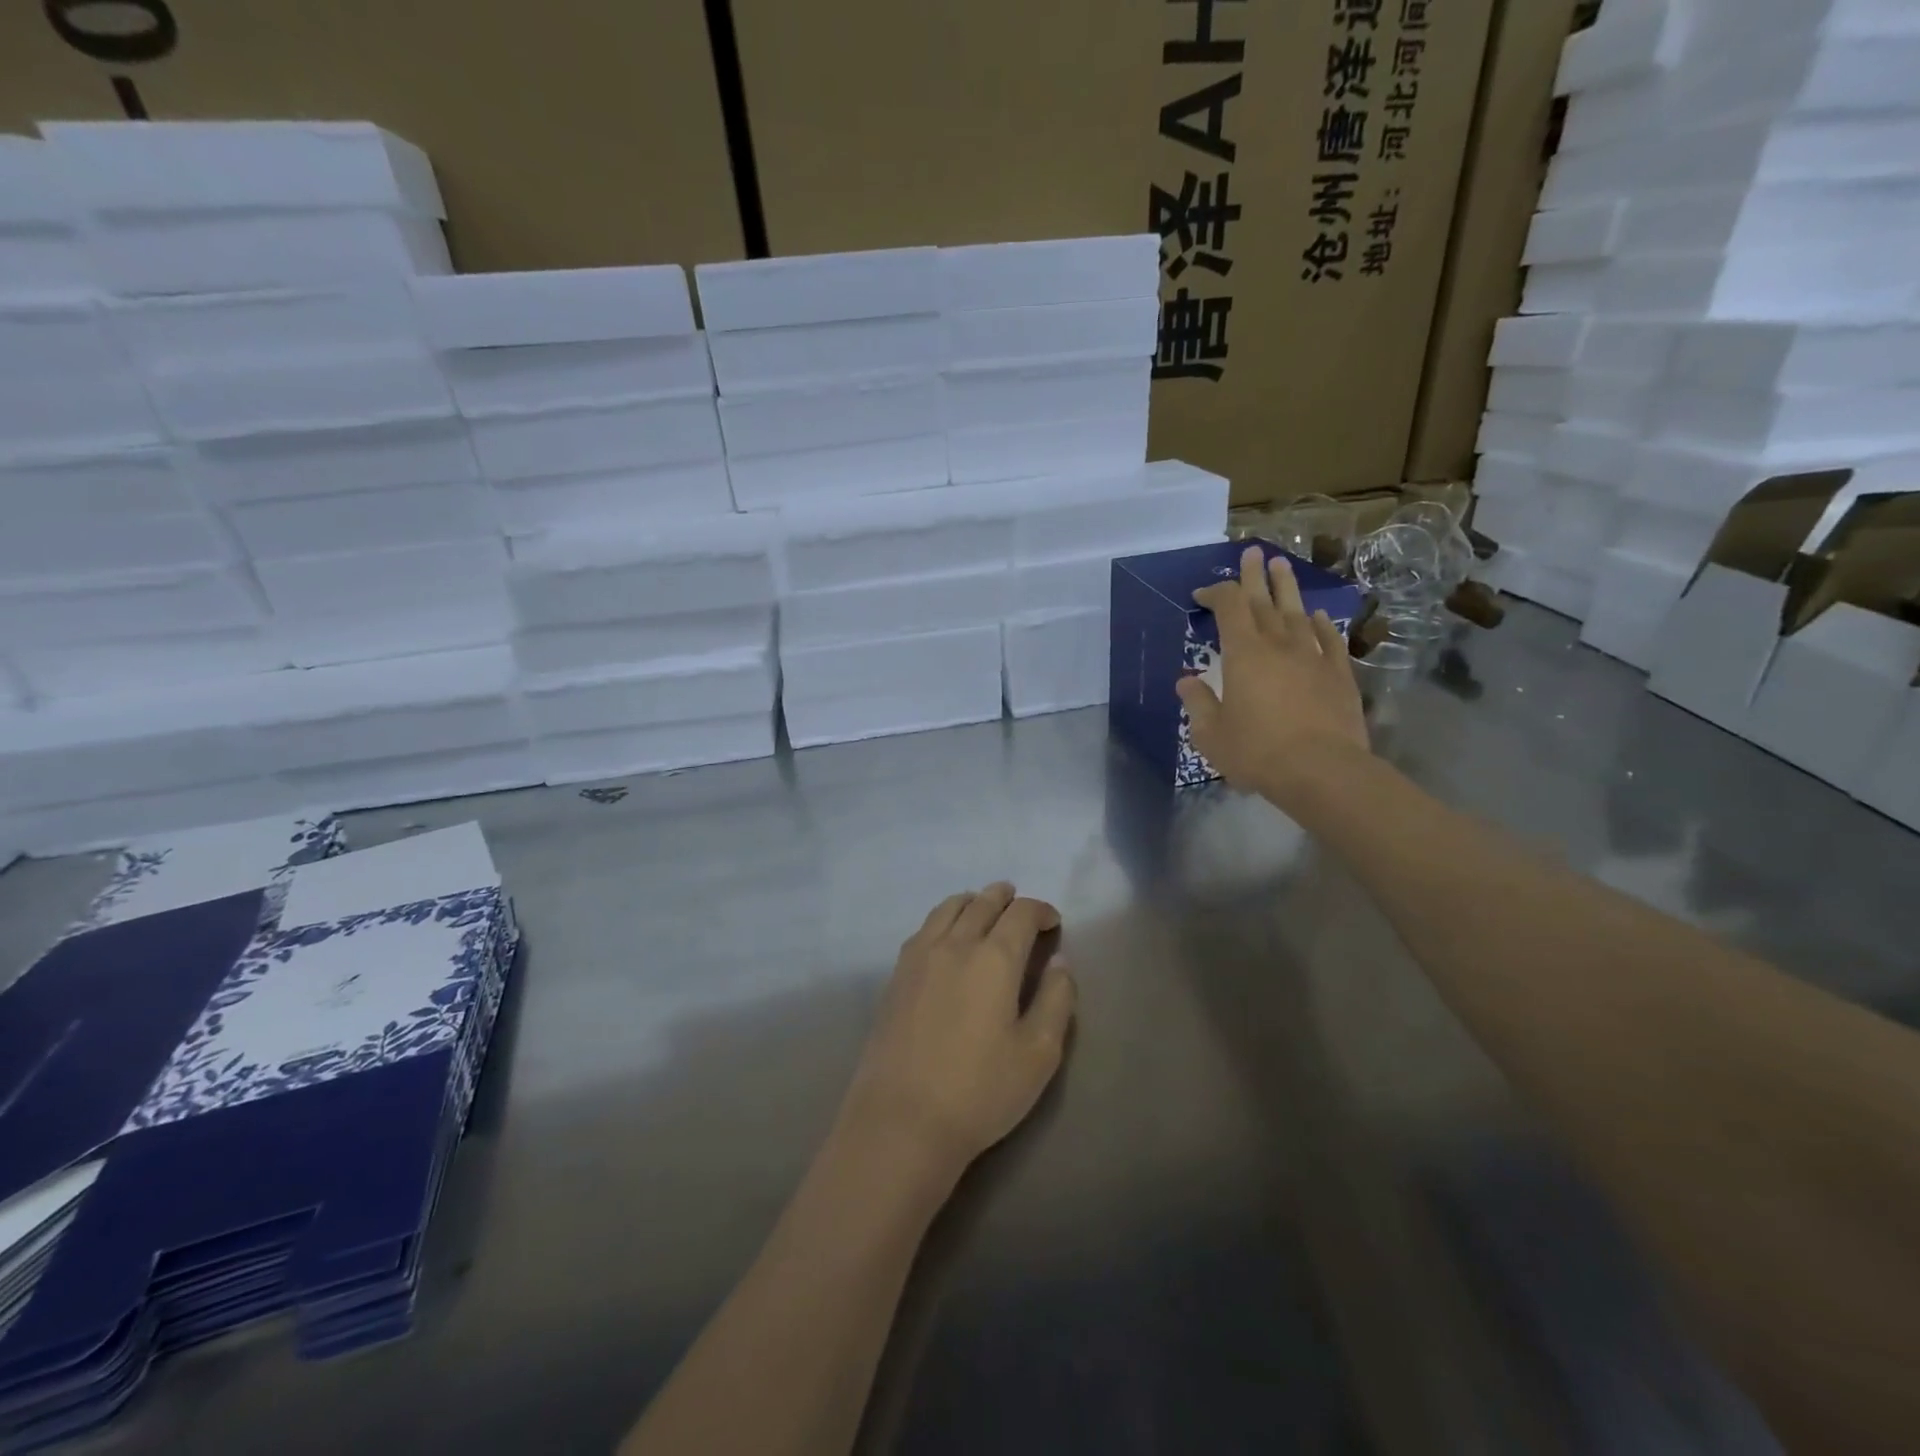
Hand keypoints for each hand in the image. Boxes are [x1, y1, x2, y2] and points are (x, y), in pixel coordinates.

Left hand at [840, 884, 1075, 1181]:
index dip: (1040, 910)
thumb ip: (1056, 1000)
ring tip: (983, 908)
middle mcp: (955, 944)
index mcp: (994, 958)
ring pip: (949, 908)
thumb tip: (1058, 961)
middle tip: (1019, 905)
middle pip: (983, 903)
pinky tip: (946, 936)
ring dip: (973, 901)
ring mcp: (919, 956)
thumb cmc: (980, 1090)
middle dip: (1006, 898)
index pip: (1021, 914)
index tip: (1052, 921)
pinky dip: (944, 918)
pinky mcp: (896, 975)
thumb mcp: (1039, 1054)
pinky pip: (925, 927)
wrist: (901, 1119)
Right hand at [1177, 544, 1370, 809]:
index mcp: (1243, 654)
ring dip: (1287, 588)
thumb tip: (1186, 682)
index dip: (1216, 593)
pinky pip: (1328, 640)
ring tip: (1282, 566)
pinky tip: (1317, 616)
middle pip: (1264, 600)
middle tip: (1252, 552)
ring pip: (1297, 612)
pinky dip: (1320, 625)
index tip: (1202, 593)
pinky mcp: (1339, 674)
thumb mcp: (1211, 734)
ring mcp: (1313, 656)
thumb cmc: (1257, 752)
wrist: (1322, 770)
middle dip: (1254, 576)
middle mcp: (1278, 645)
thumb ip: (1198, 704)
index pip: (1228, 608)